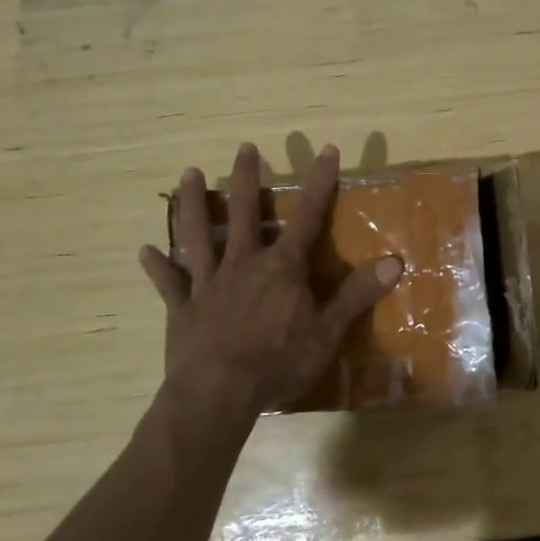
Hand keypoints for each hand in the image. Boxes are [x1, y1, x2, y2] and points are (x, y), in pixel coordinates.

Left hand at [140, 142, 400, 419]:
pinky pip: (169, 282)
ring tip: (187, 173)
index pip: (307, 216)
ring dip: (193, 203)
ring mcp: (209, 283)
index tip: (326, 150)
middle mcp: (243, 264)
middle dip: (245, 178)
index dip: (319, 183)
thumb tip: (395, 262)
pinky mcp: (182, 307)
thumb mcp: (328, 331)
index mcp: (282, 267)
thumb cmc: (278, 362)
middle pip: (243, 212)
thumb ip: (357, 295)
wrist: (218, 393)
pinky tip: (145, 250)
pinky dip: (158, 266)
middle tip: (244, 147)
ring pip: (199, 234)